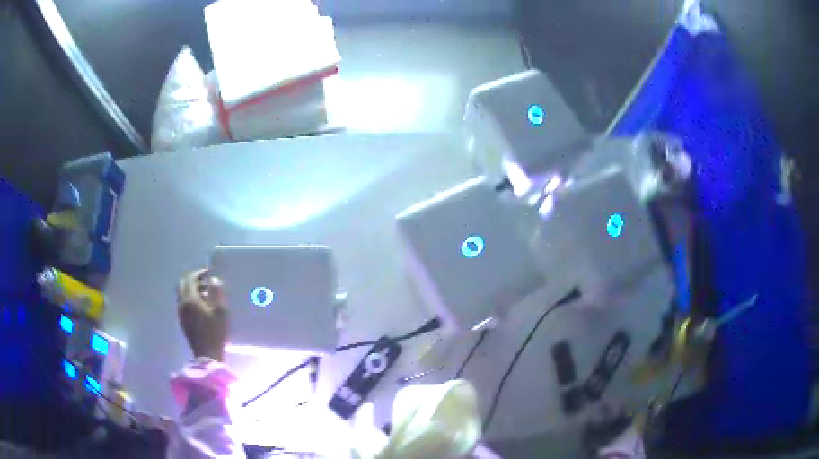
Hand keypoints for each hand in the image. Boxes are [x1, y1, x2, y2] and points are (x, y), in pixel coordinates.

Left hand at [177, 269, 228, 361]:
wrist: (207, 354)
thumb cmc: (215, 332)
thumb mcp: (221, 311)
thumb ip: (217, 292)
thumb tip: (213, 280)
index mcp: (190, 299)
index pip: (190, 279)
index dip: (199, 273)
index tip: (209, 272)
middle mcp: (182, 303)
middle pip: (182, 284)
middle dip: (193, 280)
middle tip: (205, 281)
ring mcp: (181, 313)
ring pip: (182, 294)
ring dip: (192, 289)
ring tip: (206, 293)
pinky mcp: (183, 321)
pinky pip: (184, 303)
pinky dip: (191, 298)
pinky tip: (203, 306)